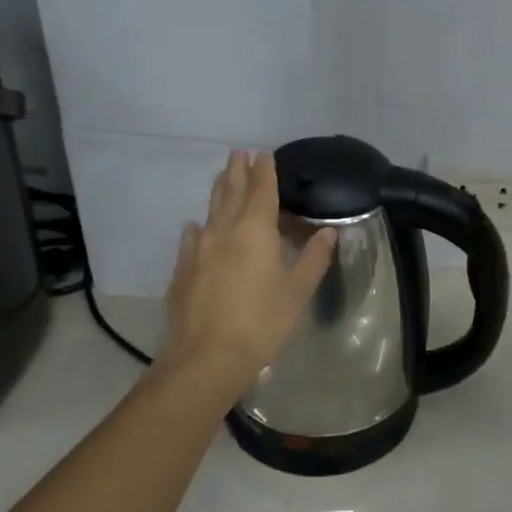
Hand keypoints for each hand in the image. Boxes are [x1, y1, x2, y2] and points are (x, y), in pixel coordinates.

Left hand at [162, 150, 337, 380]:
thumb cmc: (262, 322)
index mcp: (255, 231)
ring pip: (209, 212)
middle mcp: (224, 232)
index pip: (261, 191)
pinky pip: (191, 240)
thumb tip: (328, 232)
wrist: (206, 358)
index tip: (264, 154)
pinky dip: (198, 228)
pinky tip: (195, 227)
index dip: (265, 172)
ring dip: (217, 192)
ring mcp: (198, 251)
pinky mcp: (183, 272)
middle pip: (230, 193)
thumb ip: (313, 258)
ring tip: (221, 178)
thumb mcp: (297, 292)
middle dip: (237, 172)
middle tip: (239, 153)